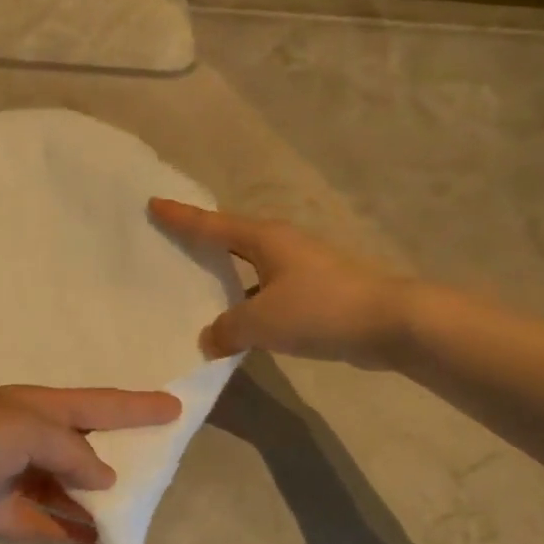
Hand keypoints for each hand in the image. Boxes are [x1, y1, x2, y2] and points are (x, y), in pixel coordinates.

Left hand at [0, 385, 181, 543]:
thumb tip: (104, 478)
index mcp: (35, 406)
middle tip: (162, 467)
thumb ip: (70, 449)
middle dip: (122, 454)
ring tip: (137, 517)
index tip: (176, 407)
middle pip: (86, 444)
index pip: (98, 402)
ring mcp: (12, 474)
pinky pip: (45, 519)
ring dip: (97, 500)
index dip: (137, 405)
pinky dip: (70, 530)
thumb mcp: (22, 429)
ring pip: (68, 486)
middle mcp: (27, 435)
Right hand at [150, 198, 417, 364]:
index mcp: (264, 239)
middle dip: (202, 241)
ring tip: (197, 291)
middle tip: (171, 243)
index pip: (211, 225)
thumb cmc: (319, 309)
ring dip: (226, 280)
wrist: (389, 322)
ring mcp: (301, 268)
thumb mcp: (261, 321)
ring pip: (250, 269)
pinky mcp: (315, 293)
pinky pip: (267, 293)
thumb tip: (210, 340)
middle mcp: (281, 246)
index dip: (181, 216)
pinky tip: (237, 325)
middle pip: (231, 240)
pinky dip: (248, 304)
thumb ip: (227, 330)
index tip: (154, 203)